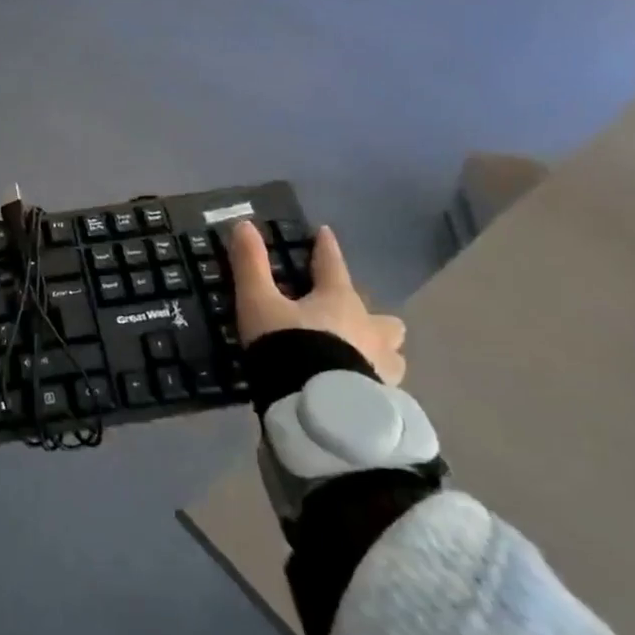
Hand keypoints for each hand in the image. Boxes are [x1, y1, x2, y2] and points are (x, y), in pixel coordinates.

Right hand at [228, 222, 406, 384]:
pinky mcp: (385, 401)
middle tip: (352, 320)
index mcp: (340, 301)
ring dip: (379, 352)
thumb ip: (251, 265)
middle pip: (382, 318)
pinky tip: (359, 392)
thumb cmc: (289, 347)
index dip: (326, 248)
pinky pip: (386, 387)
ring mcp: (383, 368)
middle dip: (371, 316)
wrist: (318, 409)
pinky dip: (374, 384)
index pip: (333, 265)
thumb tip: (243, 224)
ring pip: (391, 353)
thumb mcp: (258, 303)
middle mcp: (370, 329)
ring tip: (361, 360)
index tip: (325, 233)